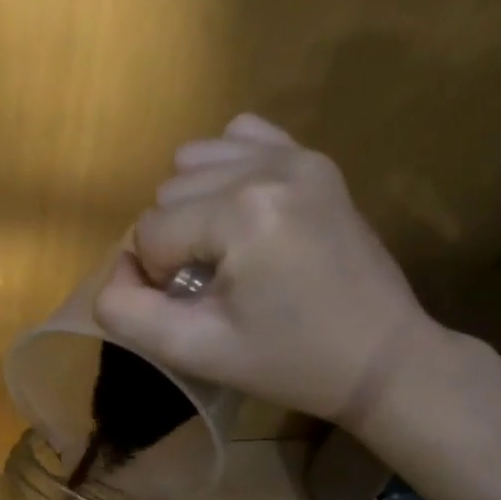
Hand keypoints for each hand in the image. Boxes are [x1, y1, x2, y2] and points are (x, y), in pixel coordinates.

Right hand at [94, 114, 441, 423]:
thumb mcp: (195, 351)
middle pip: (168, 193)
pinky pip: (239, 138)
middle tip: (216, 284)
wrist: (382, 358)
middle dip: (176, 240)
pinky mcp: (314, 159)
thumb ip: (128, 311)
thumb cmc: (288, 362)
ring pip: (193, 162)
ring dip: (193, 207)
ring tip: (227, 248)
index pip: (149, 231)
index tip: (202, 307)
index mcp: (242, 213)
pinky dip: (224, 170)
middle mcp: (268, 167)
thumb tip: (118, 267)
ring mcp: (296, 156)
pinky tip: (242, 210)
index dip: (160, 276)